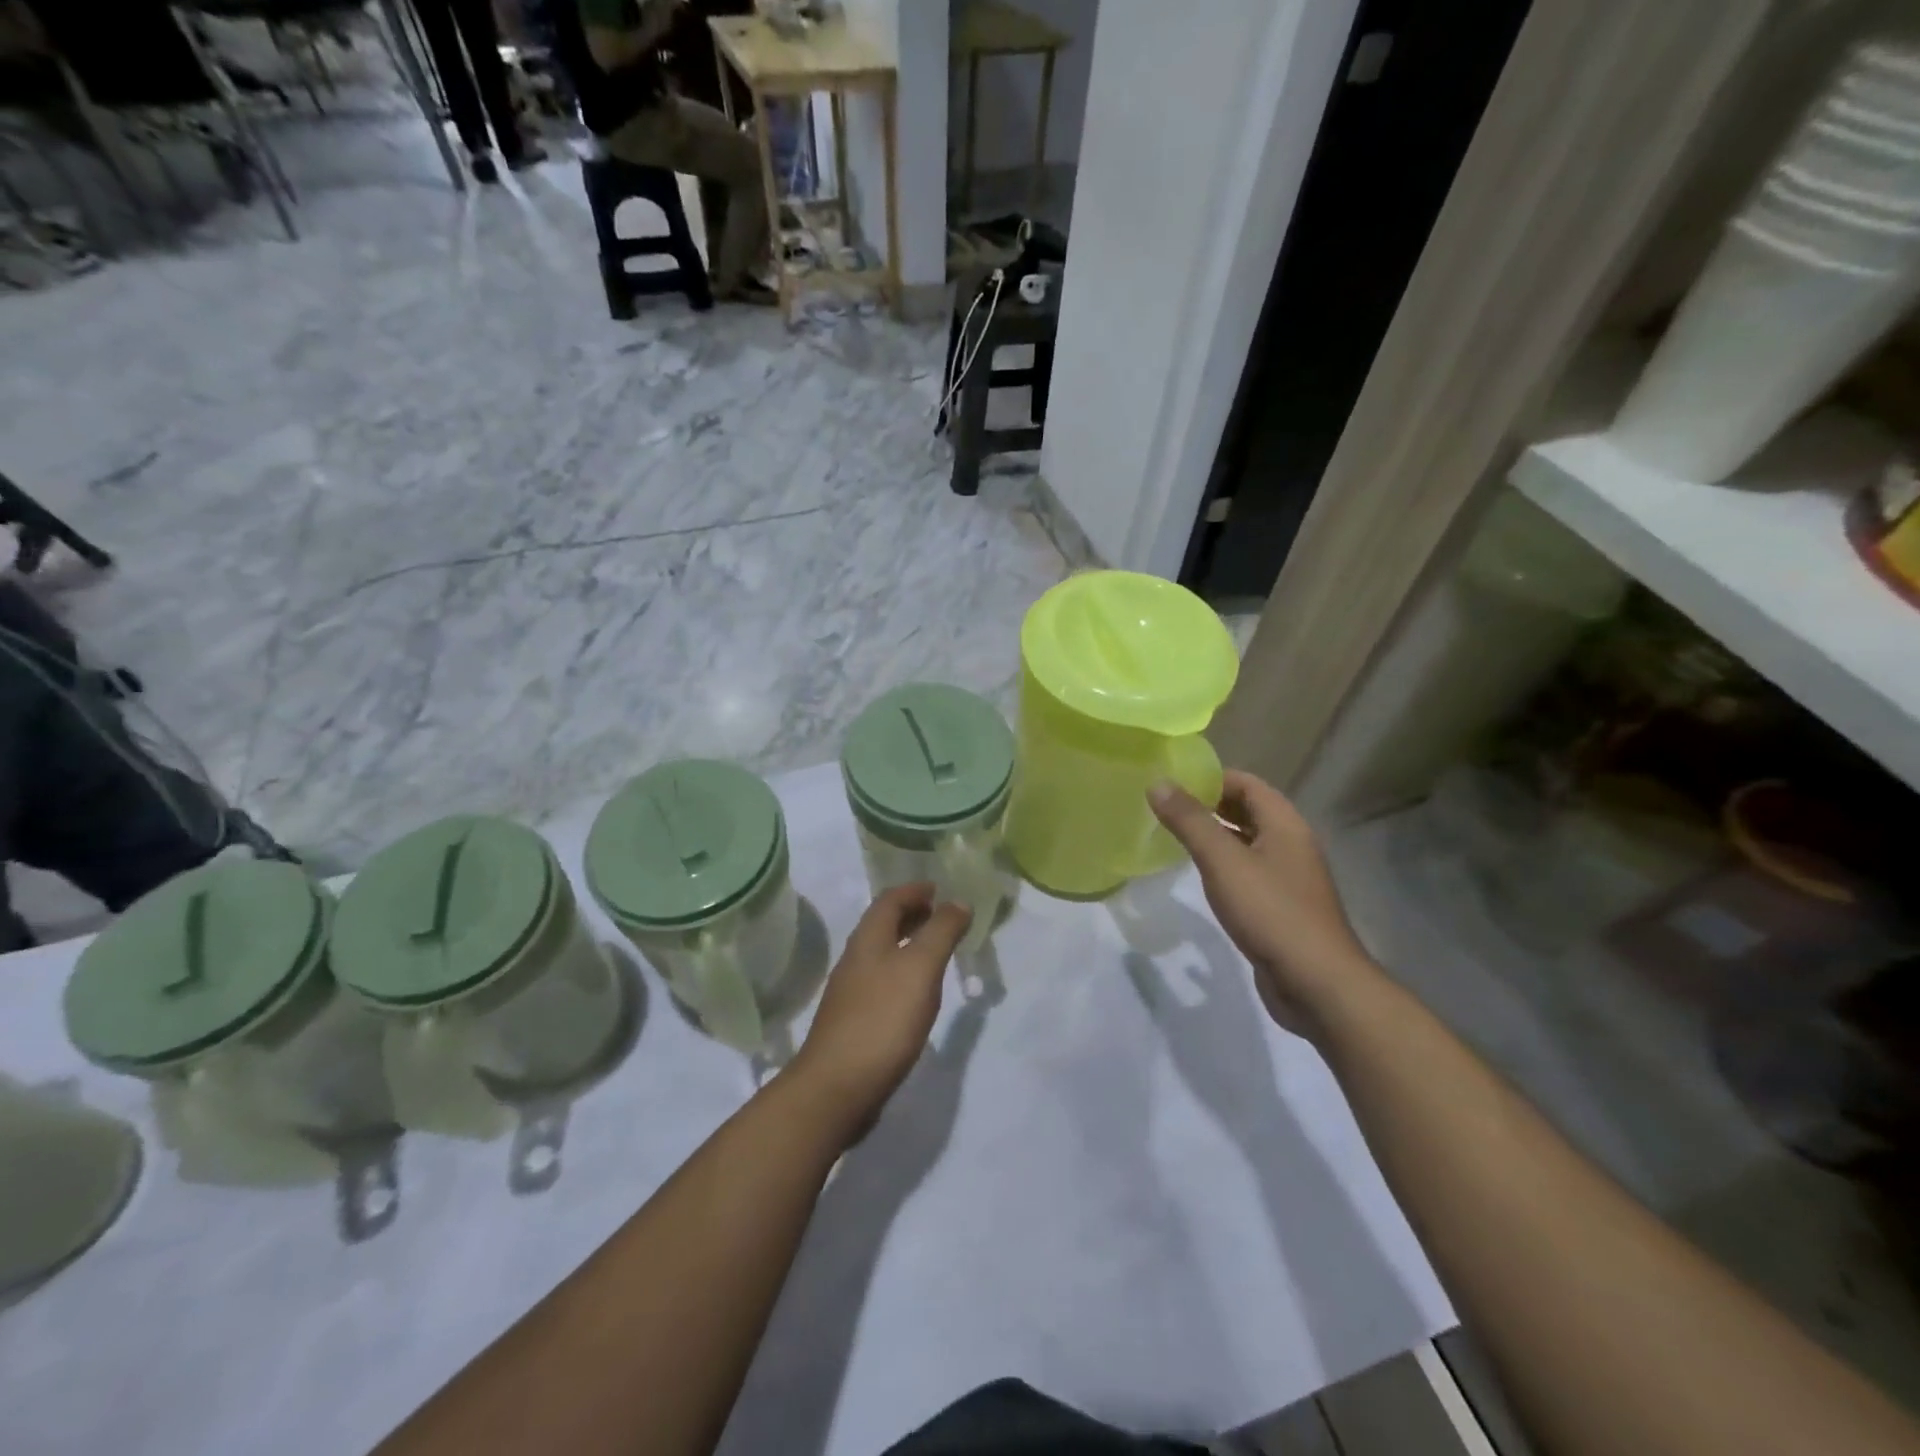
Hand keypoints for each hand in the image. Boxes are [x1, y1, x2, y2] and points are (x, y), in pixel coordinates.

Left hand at [788, 885, 970, 1140]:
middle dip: (912, 914)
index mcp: (868, 940)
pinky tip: (917, 994)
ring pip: (882, 954)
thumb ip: (941, 932)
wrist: (837, 1087)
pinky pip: (882, 982)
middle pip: (882, 925)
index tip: (939, 888)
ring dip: (908, 943)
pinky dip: (903, 973)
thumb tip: (958, 901)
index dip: (915, 890)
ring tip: (936, 951)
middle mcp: (855, 960)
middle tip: (942, 915)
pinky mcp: (855, 1022)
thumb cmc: (883, 1019)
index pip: (890, 900)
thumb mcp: (921, 968)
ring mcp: (851, 992)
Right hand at [1149, 771, 1372, 1037]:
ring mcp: (1289, 878)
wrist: (1316, 983)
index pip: (1247, 784)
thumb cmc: (1271, 912)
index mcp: (1285, 825)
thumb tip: (1158, 783)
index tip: (1173, 782)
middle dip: (1210, 805)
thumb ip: (1190, 821)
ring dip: (1216, 836)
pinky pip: (1249, 873)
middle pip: (1249, 811)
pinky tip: (1201, 878)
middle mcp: (1291, 845)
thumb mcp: (1223, 862)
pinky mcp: (1281, 908)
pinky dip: (1225, 866)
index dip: (1211, 778)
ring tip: (1176, 837)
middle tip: (1167, 807)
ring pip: (1248, 843)